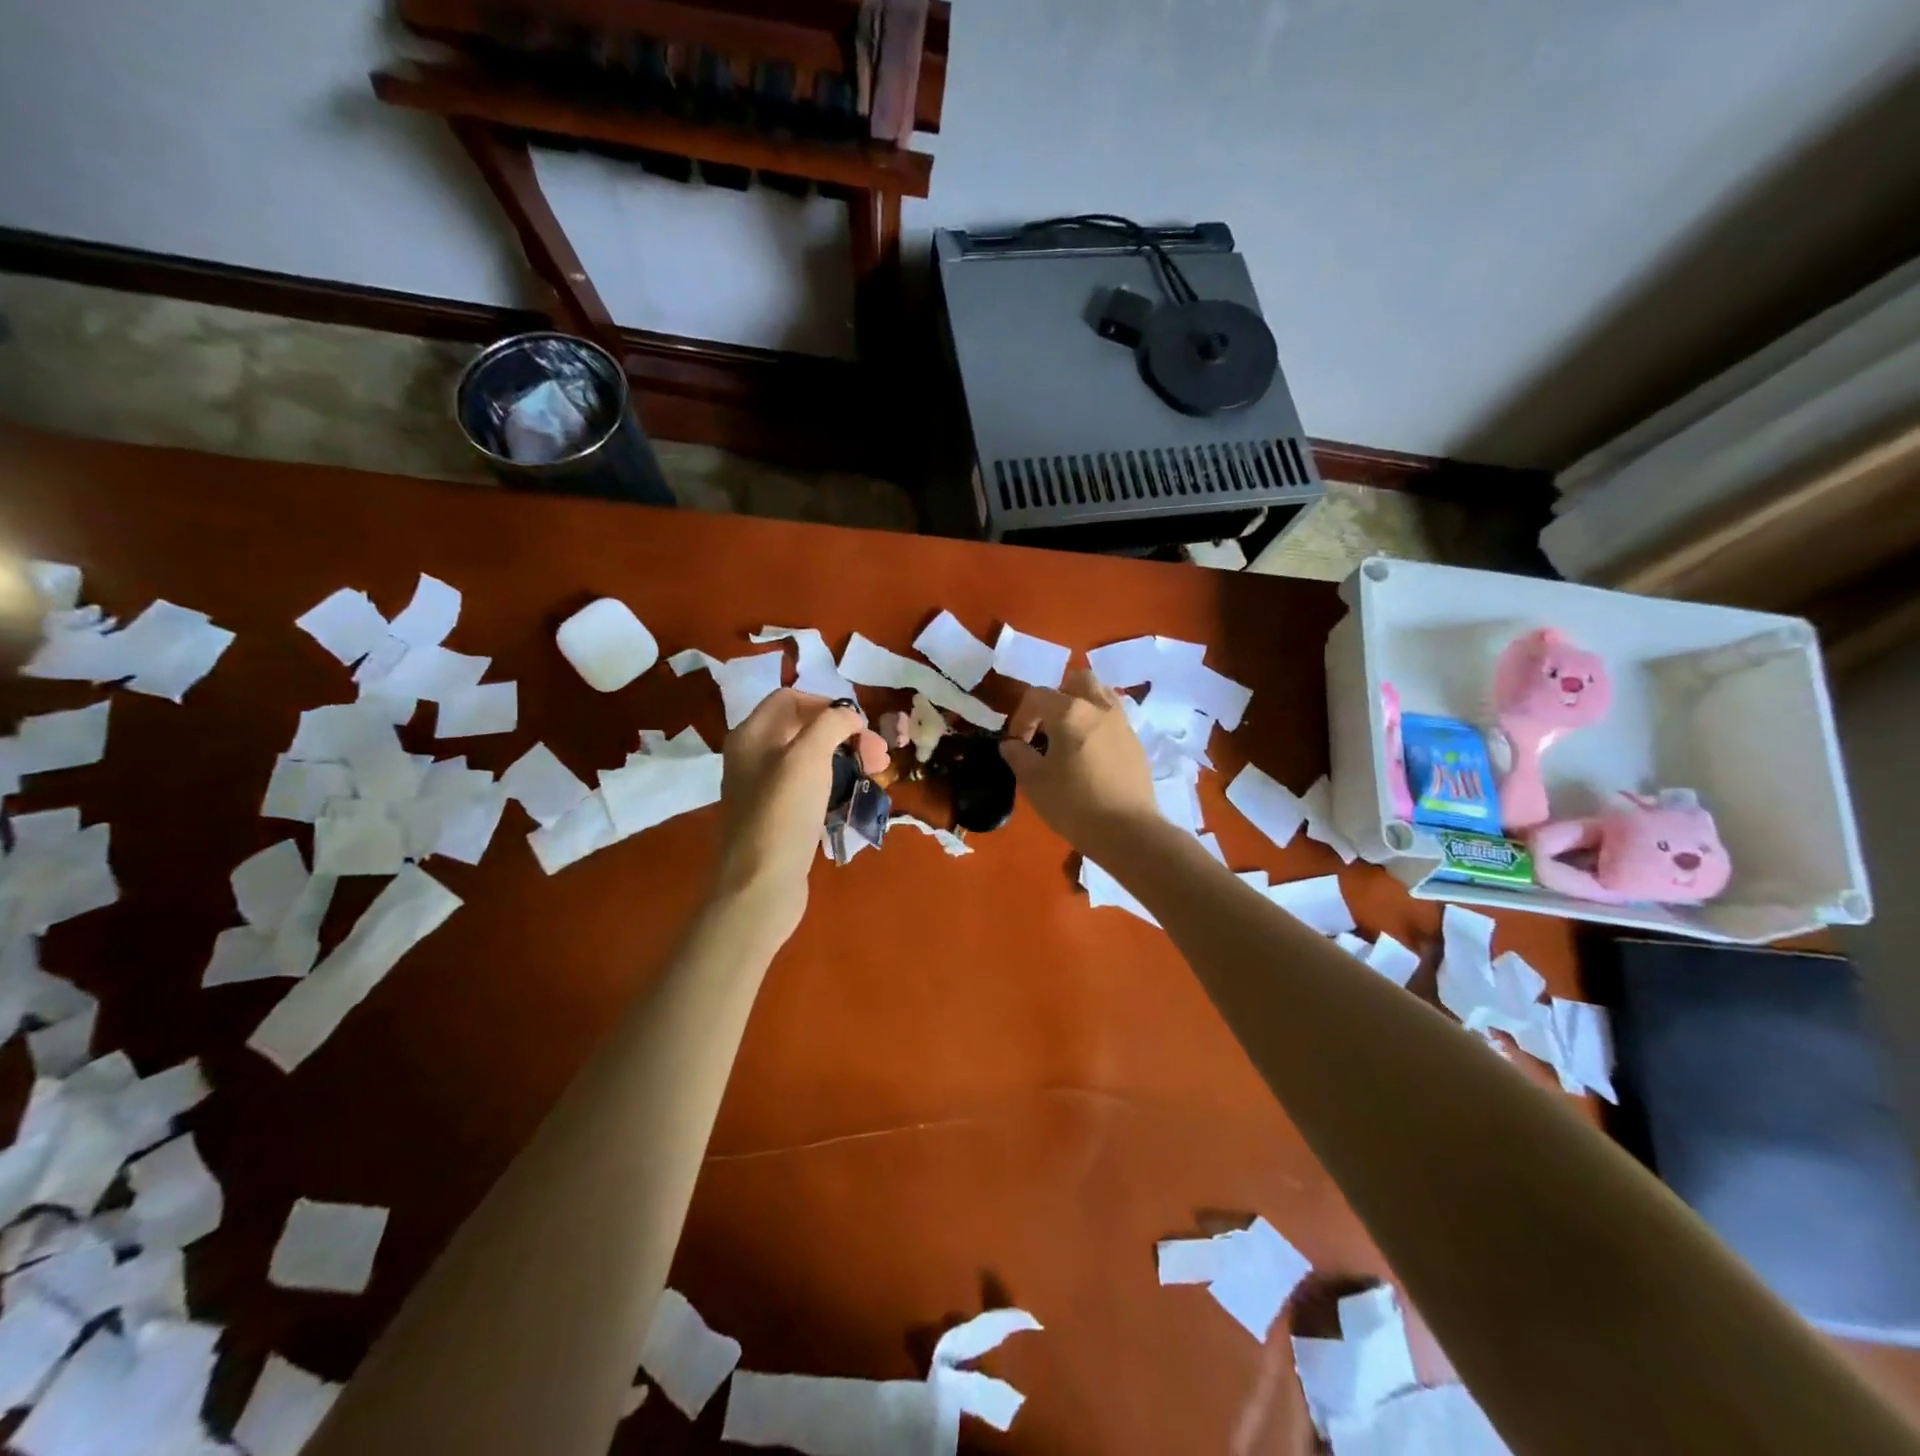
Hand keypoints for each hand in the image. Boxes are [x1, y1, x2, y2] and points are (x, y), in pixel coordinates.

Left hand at [713, 690, 863, 941]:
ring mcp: (763, 790)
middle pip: (803, 729)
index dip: (827, 704)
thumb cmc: (783, 813)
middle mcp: (752, 757)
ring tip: (875, 774)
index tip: (859, 725)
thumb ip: (830, 724)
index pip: (790, 698)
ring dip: (844, 760)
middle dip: (844, 735)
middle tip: (879, 754)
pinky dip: (833, 785)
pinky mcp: (777, 818)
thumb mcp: (808, 756)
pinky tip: (853, 796)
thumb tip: (849, 716)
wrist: (760, 885)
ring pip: (809, 760)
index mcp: (751, 735)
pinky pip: (808, 789)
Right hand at [1000, 669, 1158, 854]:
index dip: (1021, 717)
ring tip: (1070, 736)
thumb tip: (1011, 744)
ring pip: (1101, 695)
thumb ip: (1018, 756)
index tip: (1018, 743)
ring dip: (1082, 706)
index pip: (1037, 696)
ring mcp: (1123, 724)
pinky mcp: (1136, 743)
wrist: (1128, 832)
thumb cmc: (1074, 804)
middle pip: (1078, 680)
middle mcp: (1099, 708)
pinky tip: (1091, 755)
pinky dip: (1099, 726)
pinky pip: (1114, 720)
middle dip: (1058, 696)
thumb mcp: (1034, 782)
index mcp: (1070, 712)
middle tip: (1048, 726)